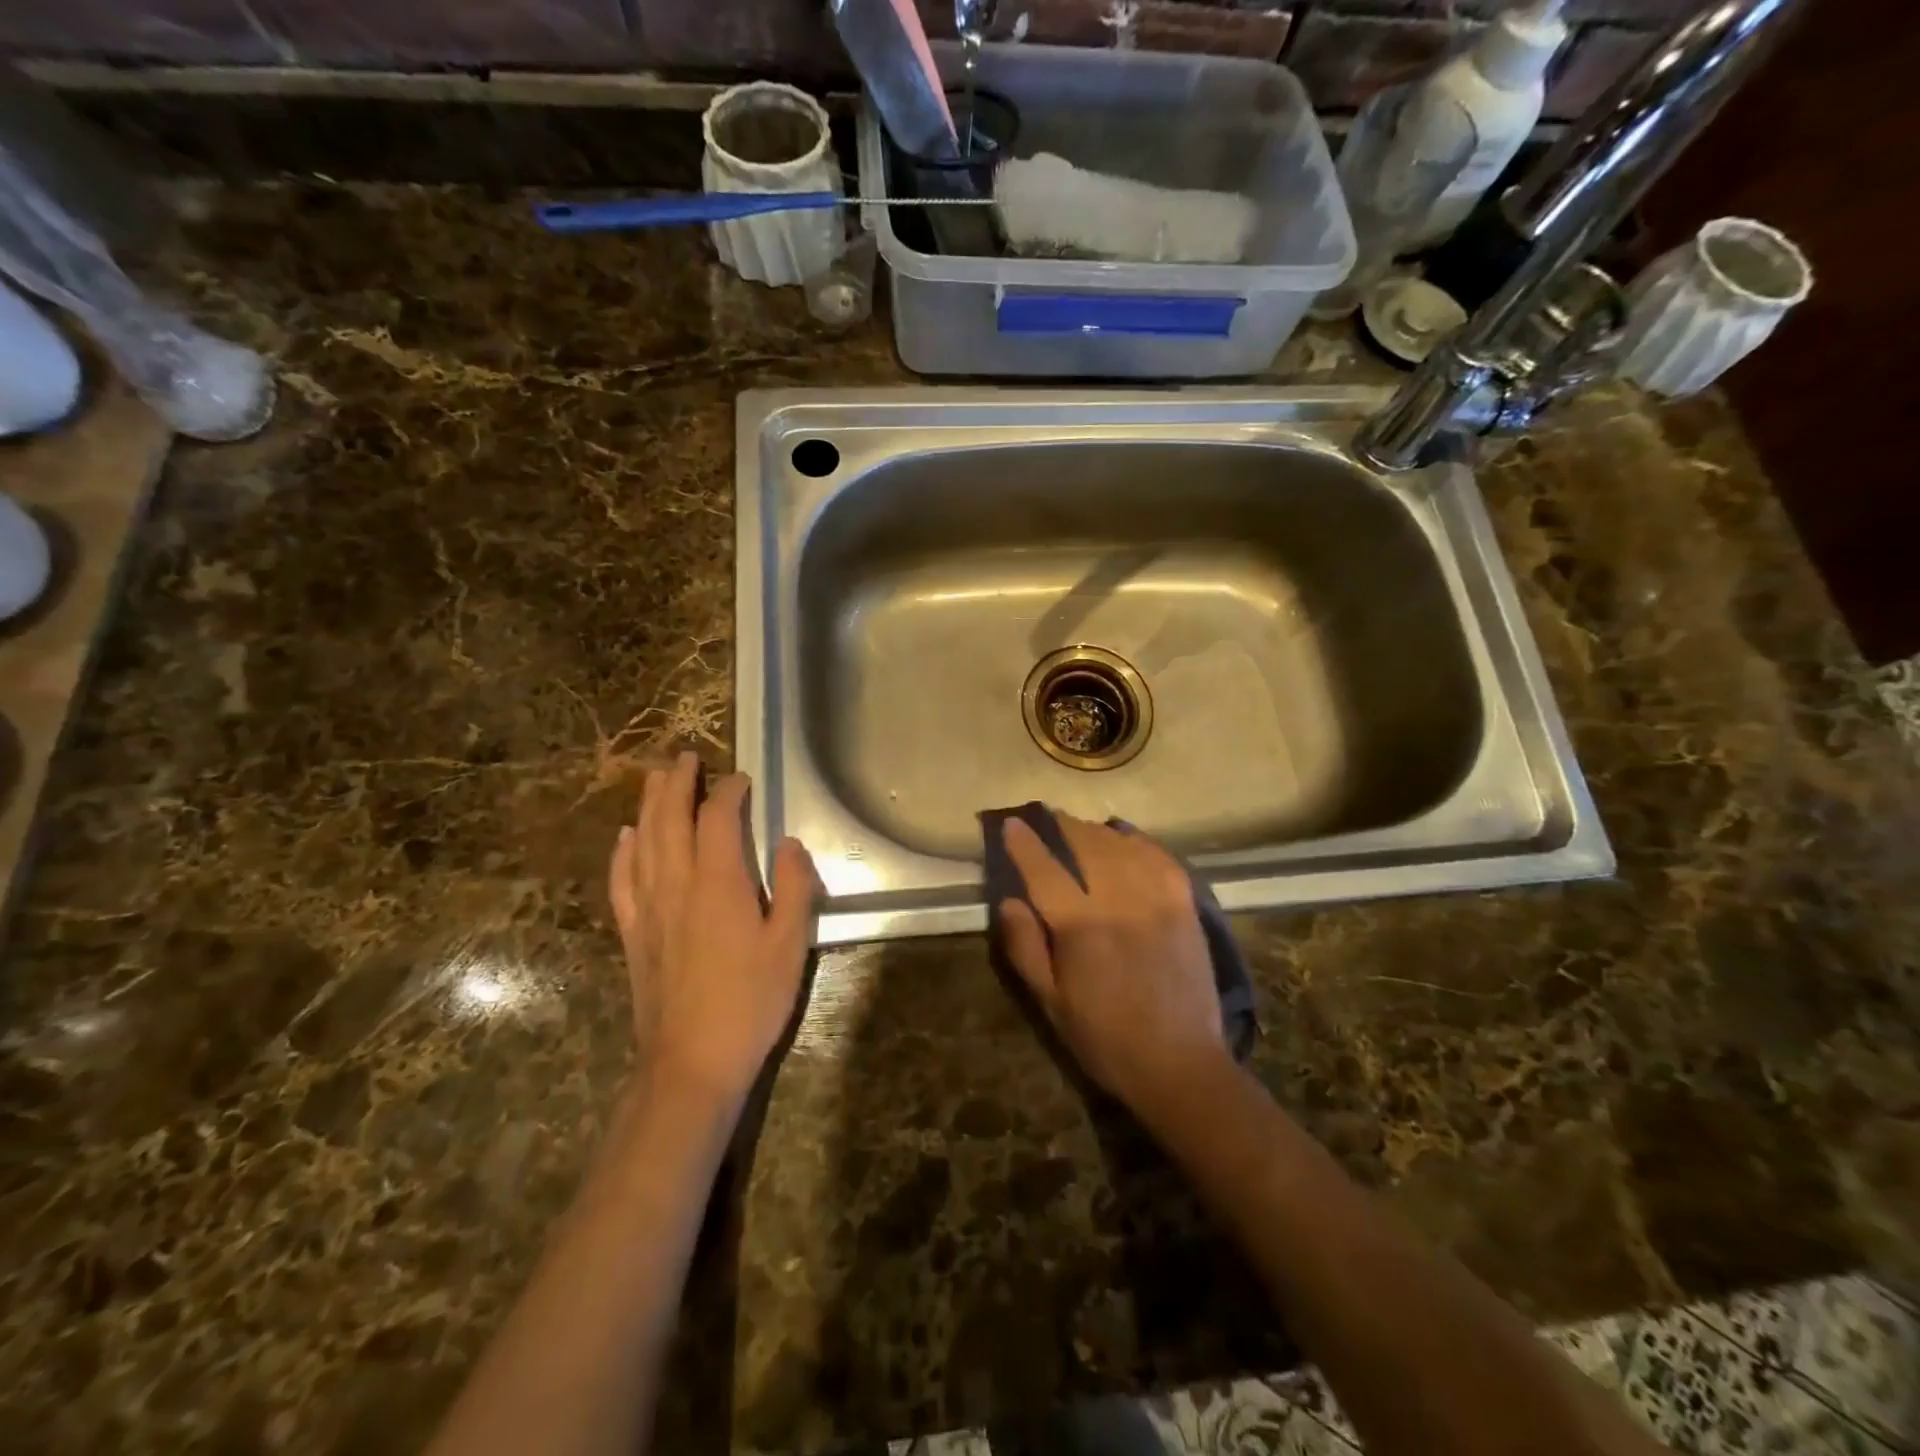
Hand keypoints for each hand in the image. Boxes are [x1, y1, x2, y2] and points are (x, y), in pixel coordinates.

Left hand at [608, 751, 820, 1110]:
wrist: (691, 1062)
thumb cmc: (750, 1001)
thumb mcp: (790, 944)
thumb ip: (792, 887)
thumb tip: (788, 843)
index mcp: (719, 883)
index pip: (718, 819)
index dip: (728, 792)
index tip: (741, 779)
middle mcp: (677, 885)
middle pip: (670, 820)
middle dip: (677, 784)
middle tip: (684, 757)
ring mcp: (649, 909)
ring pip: (643, 842)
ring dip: (649, 806)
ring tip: (655, 779)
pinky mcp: (634, 934)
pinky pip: (622, 880)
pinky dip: (623, 852)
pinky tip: (625, 838)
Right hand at [997, 812, 1228, 1121]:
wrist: (1180, 1064)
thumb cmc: (1105, 1038)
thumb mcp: (1050, 1003)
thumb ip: (1026, 948)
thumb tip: (1009, 901)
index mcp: (1080, 926)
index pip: (1045, 869)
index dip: (1025, 843)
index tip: (1012, 825)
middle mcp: (1118, 900)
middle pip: (1086, 845)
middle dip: (1063, 826)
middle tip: (1048, 820)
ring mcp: (1157, 899)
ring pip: (1122, 845)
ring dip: (1097, 832)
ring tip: (1082, 830)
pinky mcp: (1185, 905)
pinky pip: (1160, 857)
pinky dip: (1139, 842)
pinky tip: (1127, 841)